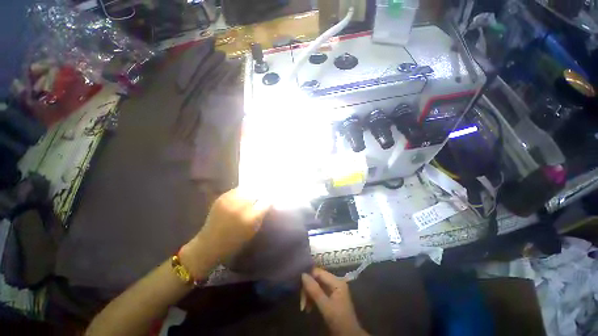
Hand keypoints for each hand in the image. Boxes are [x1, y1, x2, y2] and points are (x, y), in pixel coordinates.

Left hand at [180, 189, 269, 275]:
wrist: (209, 244)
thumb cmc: (234, 242)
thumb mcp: (253, 231)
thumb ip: (261, 215)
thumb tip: (268, 202)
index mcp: (250, 218)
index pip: (266, 201)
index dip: (270, 199)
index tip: (272, 198)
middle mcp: (240, 206)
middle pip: (257, 191)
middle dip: (261, 193)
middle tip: (262, 195)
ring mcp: (229, 200)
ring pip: (247, 188)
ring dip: (252, 191)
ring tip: (253, 194)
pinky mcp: (222, 197)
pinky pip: (237, 190)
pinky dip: (242, 192)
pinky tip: (242, 196)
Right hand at [302, 268, 368, 335]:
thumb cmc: (339, 320)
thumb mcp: (325, 306)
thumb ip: (314, 290)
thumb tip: (303, 274)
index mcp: (337, 281)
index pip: (319, 272)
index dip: (308, 278)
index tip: (300, 287)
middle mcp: (335, 282)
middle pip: (317, 279)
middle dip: (308, 289)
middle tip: (302, 303)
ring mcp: (333, 289)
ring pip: (317, 286)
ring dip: (309, 295)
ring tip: (304, 307)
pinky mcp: (331, 296)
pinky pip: (319, 292)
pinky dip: (313, 298)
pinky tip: (309, 307)